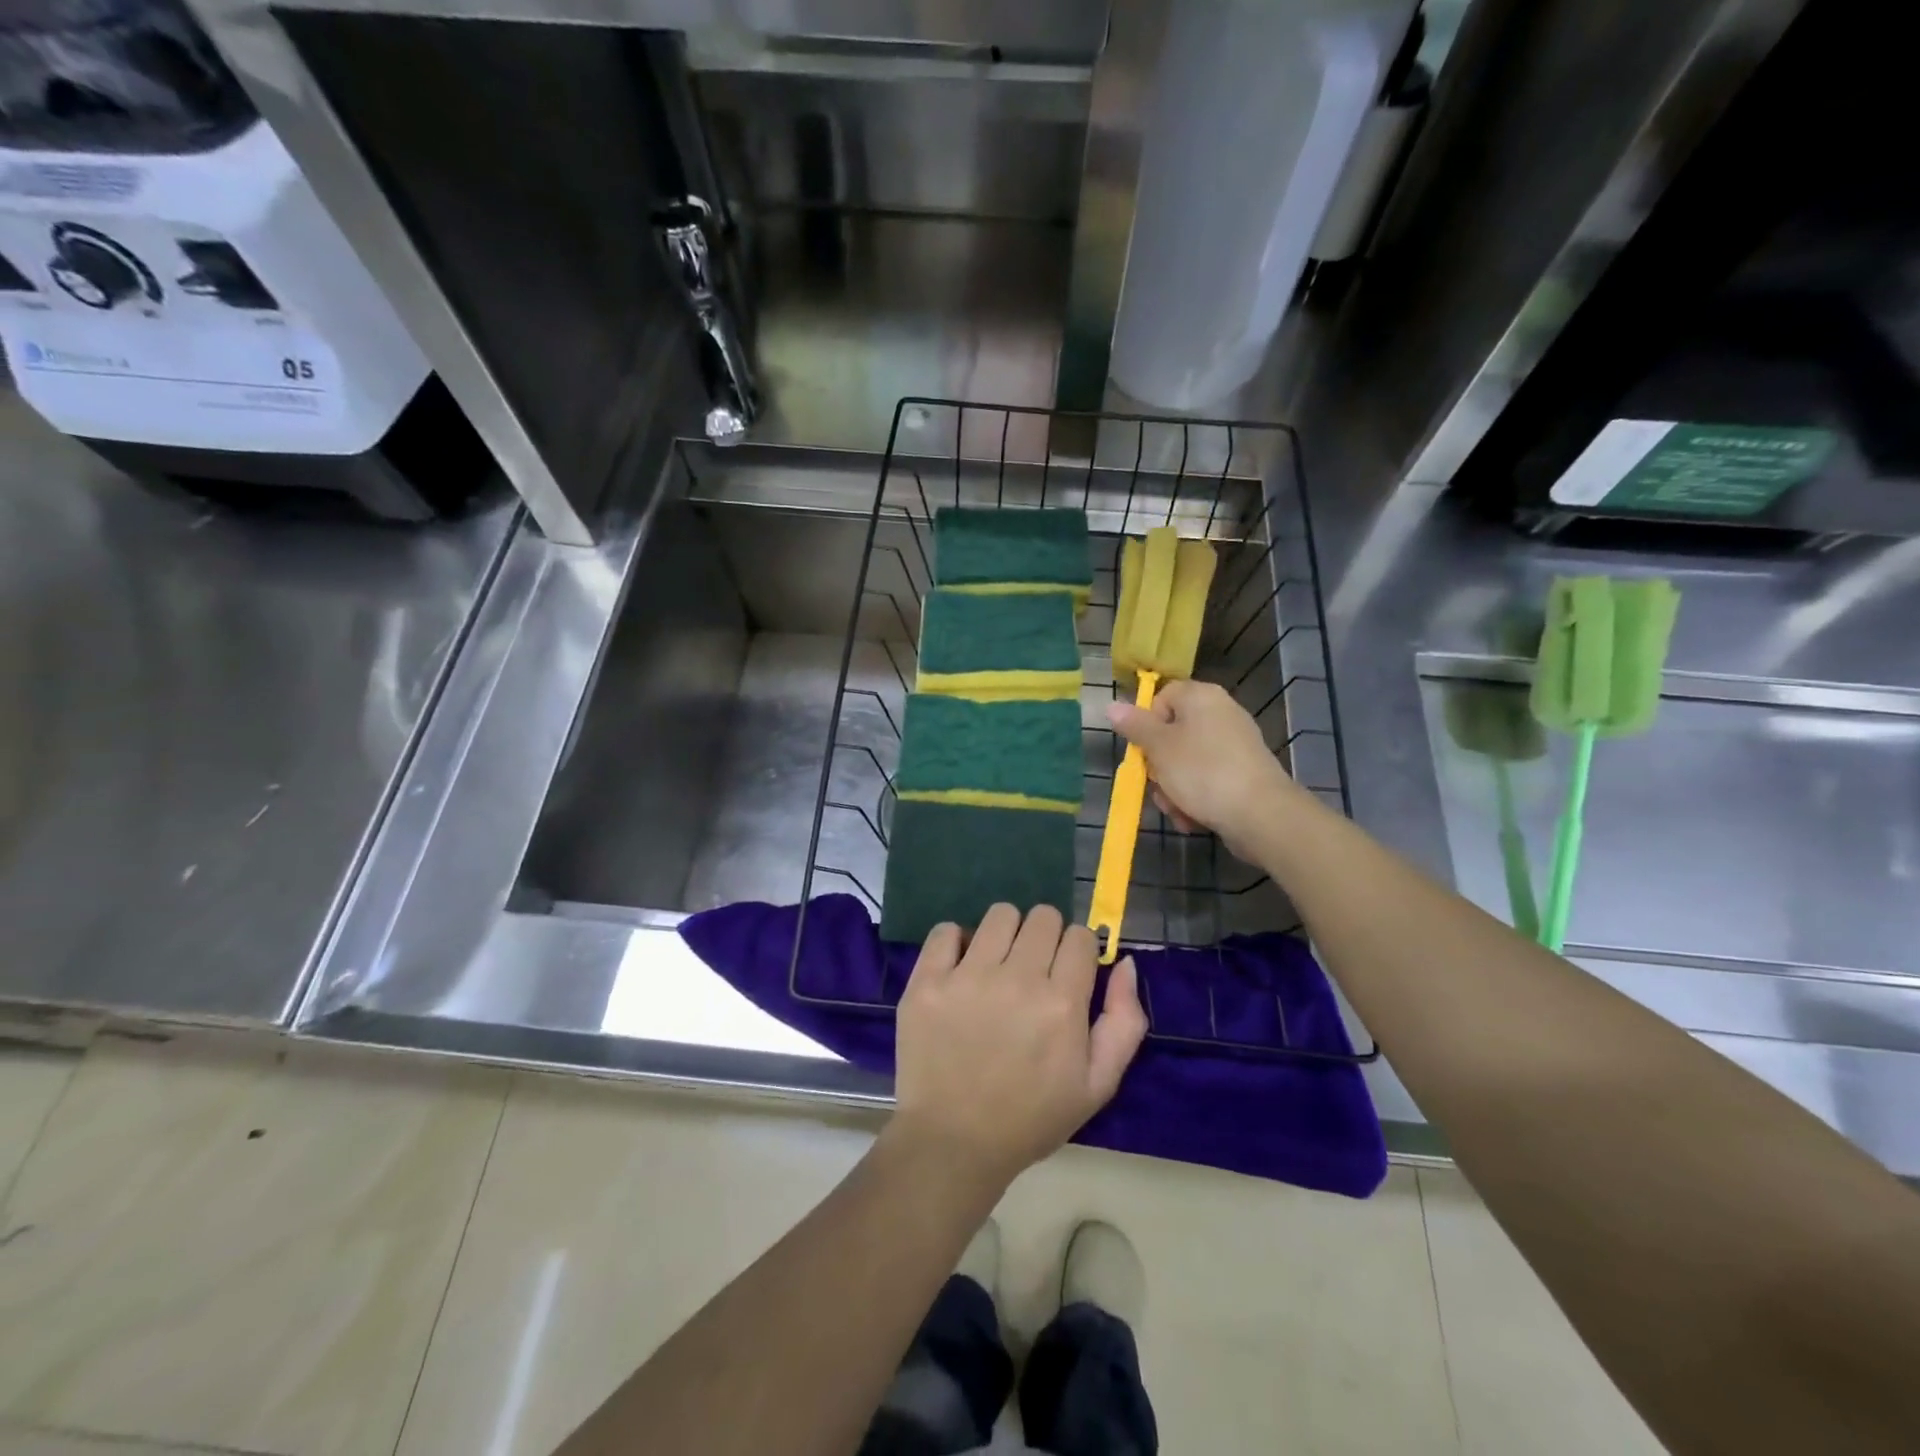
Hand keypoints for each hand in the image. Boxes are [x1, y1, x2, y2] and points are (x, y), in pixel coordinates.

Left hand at [889, 904, 1148, 1189]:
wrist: (954, 1142)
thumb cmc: (1031, 1117)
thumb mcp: (1097, 1085)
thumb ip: (1124, 1021)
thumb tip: (1126, 962)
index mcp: (1062, 1004)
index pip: (1080, 936)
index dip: (1078, 951)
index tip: (1067, 972)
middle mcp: (1017, 980)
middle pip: (1043, 916)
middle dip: (1045, 937)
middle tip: (1033, 970)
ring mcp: (967, 977)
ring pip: (1000, 914)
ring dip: (1005, 933)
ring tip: (997, 965)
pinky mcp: (927, 981)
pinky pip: (945, 930)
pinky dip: (955, 942)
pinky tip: (960, 968)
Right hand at [1108, 679, 1303, 859]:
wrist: (1260, 814)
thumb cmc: (1202, 772)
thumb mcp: (1159, 747)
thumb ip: (1134, 726)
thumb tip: (1112, 705)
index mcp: (1201, 697)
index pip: (1162, 697)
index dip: (1146, 723)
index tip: (1143, 750)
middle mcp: (1221, 713)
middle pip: (1172, 734)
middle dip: (1159, 766)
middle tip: (1158, 785)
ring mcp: (1235, 744)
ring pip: (1186, 762)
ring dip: (1174, 788)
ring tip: (1177, 809)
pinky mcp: (1243, 773)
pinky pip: (1207, 779)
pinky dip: (1196, 797)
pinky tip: (1193, 818)